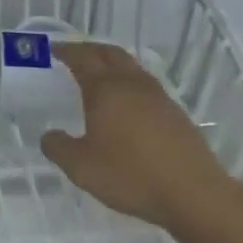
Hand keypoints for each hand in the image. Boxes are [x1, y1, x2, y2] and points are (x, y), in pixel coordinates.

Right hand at [40, 43, 240, 228]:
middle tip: (74, 54)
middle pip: (110, 54)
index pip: (82, 58)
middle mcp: (132, 85)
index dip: (66, 51)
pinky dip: (129, 84)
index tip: (53, 49)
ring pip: (132, 68)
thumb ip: (58, 148)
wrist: (193, 193)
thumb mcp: (81, 167)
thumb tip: (49, 136)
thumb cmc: (130, 174)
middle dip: (90, 50)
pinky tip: (126, 104)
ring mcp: (158, 97)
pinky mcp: (175, 114)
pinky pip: (146, 87)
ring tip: (99, 76)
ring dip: (112, 64)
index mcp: (105, 89)